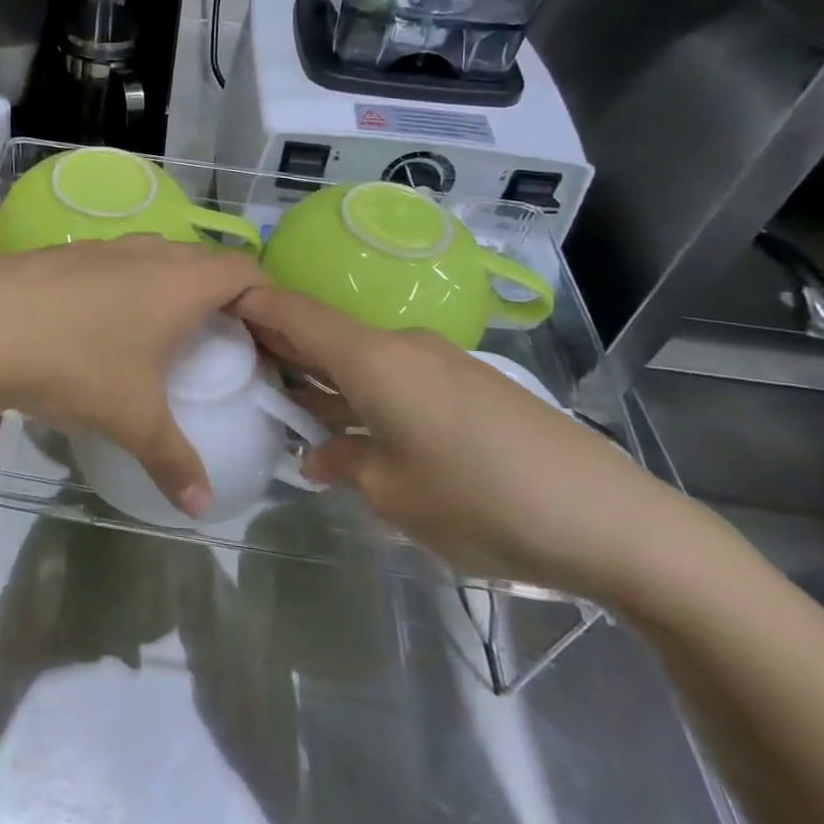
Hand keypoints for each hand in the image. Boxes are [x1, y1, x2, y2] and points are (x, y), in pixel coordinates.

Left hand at [0, 237, 266, 515]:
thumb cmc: (76, 365)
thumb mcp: (133, 419)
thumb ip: (174, 462)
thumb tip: (202, 509)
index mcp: (180, 281)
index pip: (245, 271)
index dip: (264, 297)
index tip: (264, 335)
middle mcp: (145, 252)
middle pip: (199, 260)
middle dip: (216, 295)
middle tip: (216, 340)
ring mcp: (98, 247)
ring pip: (150, 257)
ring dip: (164, 286)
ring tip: (157, 333)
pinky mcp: (59, 253)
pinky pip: (108, 263)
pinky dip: (119, 285)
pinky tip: (93, 325)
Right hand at [231, 286, 705, 602]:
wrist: (613, 520)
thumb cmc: (482, 503)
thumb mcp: (392, 494)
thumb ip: (340, 461)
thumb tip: (315, 452)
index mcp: (373, 358)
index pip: (292, 311)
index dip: (248, 303)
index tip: (210, 310)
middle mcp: (402, 343)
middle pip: (323, 330)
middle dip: (278, 346)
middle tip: (238, 370)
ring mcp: (440, 359)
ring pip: (359, 355)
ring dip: (322, 376)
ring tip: (288, 405)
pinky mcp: (469, 381)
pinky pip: (395, 373)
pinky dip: (361, 390)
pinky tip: (355, 427)